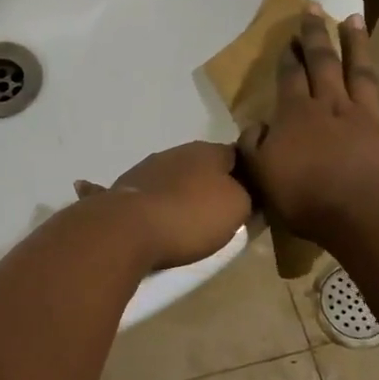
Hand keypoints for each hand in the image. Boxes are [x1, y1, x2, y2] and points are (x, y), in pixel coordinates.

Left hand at [74, 140, 250, 271]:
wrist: (129, 228)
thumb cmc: (191, 215)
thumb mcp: (238, 207)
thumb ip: (249, 195)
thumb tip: (248, 191)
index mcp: (208, 150)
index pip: (237, 155)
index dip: (247, 175)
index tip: (252, 196)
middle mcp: (177, 152)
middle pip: (204, 167)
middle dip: (212, 185)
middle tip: (221, 213)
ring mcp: (148, 168)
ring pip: (175, 178)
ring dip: (182, 194)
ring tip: (188, 221)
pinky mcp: (126, 188)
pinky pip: (151, 195)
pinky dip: (158, 205)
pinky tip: (161, 223)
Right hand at [238, 9, 378, 244]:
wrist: (363, 215)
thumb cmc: (306, 197)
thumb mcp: (262, 174)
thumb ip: (254, 147)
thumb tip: (254, 126)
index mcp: (296, 114)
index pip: (290, 77)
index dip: (289, 56)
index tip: (290, 35)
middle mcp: (332, 106)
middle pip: (324, 63)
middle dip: (317, 35)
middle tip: (314, 8)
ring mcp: (367, 118)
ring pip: (362, 74)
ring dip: (358, 46)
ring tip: (354, 19)